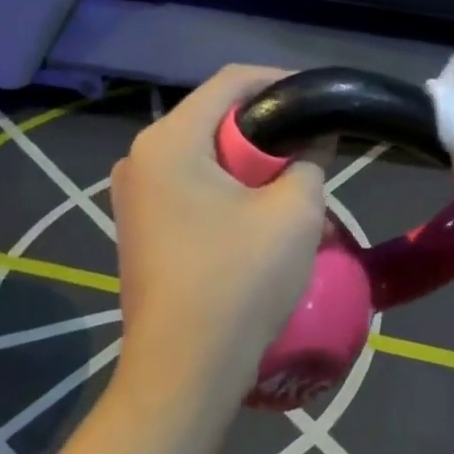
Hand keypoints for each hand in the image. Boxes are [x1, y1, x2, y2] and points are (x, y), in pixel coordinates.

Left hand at [111, 66, 328, 414]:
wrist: (184, 373)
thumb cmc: (239, 282)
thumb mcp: (294, 212)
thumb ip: (309, 159)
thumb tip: (314, 138)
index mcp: (168, 141)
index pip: (230, 82)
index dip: (279, 80)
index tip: (318, 96)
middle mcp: (140, 157)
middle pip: (214, 116)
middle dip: (265, 125)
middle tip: (310, 142)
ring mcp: (134, 194)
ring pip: (204, 151)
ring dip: (248, 159)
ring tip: (291, 176)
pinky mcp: (140, 224)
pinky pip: (190, 182)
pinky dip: (227, 184)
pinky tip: (257, 209)